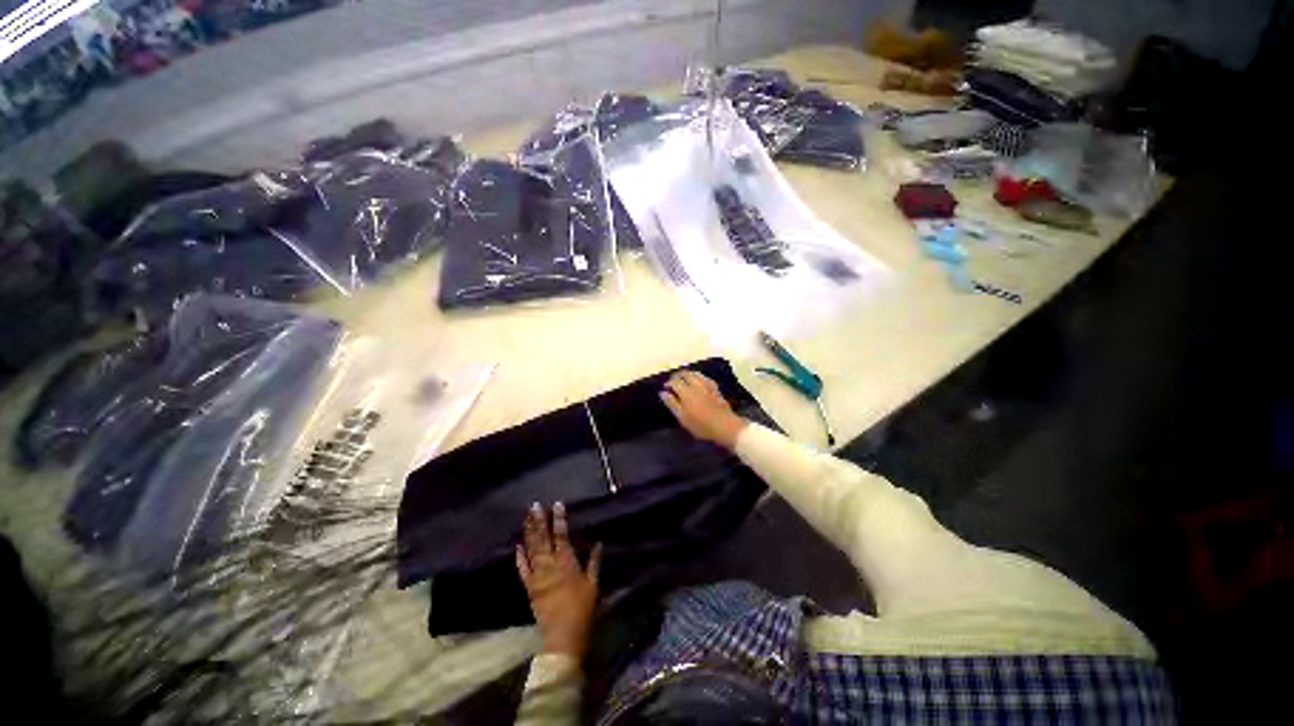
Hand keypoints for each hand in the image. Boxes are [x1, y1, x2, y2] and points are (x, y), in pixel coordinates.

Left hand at [516, 502, 601, 657]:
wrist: (563, 636)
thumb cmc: (583, 609)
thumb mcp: (593, 584)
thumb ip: (594, 562)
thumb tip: (599, 542)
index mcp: (566, 563)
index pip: (562, 535)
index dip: (559, 519)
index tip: (557, 504)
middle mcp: (549, 566)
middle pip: (543, 539)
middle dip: (539, 521)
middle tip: (535, 505)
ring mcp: (537, 577)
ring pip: (531, 550)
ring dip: (529, 532)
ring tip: (527, 517)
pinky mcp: (529, 588)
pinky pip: (522, 570)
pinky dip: (519, 557)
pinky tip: (518, 545)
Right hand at [659, 370, 748, 450]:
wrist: (725, 426)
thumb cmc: (701, 425)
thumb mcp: (682, 417)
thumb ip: (672, 404)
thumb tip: (663, 393)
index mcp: (686, 392)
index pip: (674, 382)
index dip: (669, 383)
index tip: (665, 387)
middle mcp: (696, 385)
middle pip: (685, 374)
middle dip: (678, 375)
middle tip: (674, 381)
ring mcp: (707, 385)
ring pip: (696, 374)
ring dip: (688, 374)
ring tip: (684, 378)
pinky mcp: (715, 388)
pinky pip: (705, 378)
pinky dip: (699, 377)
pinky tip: (699, 380)